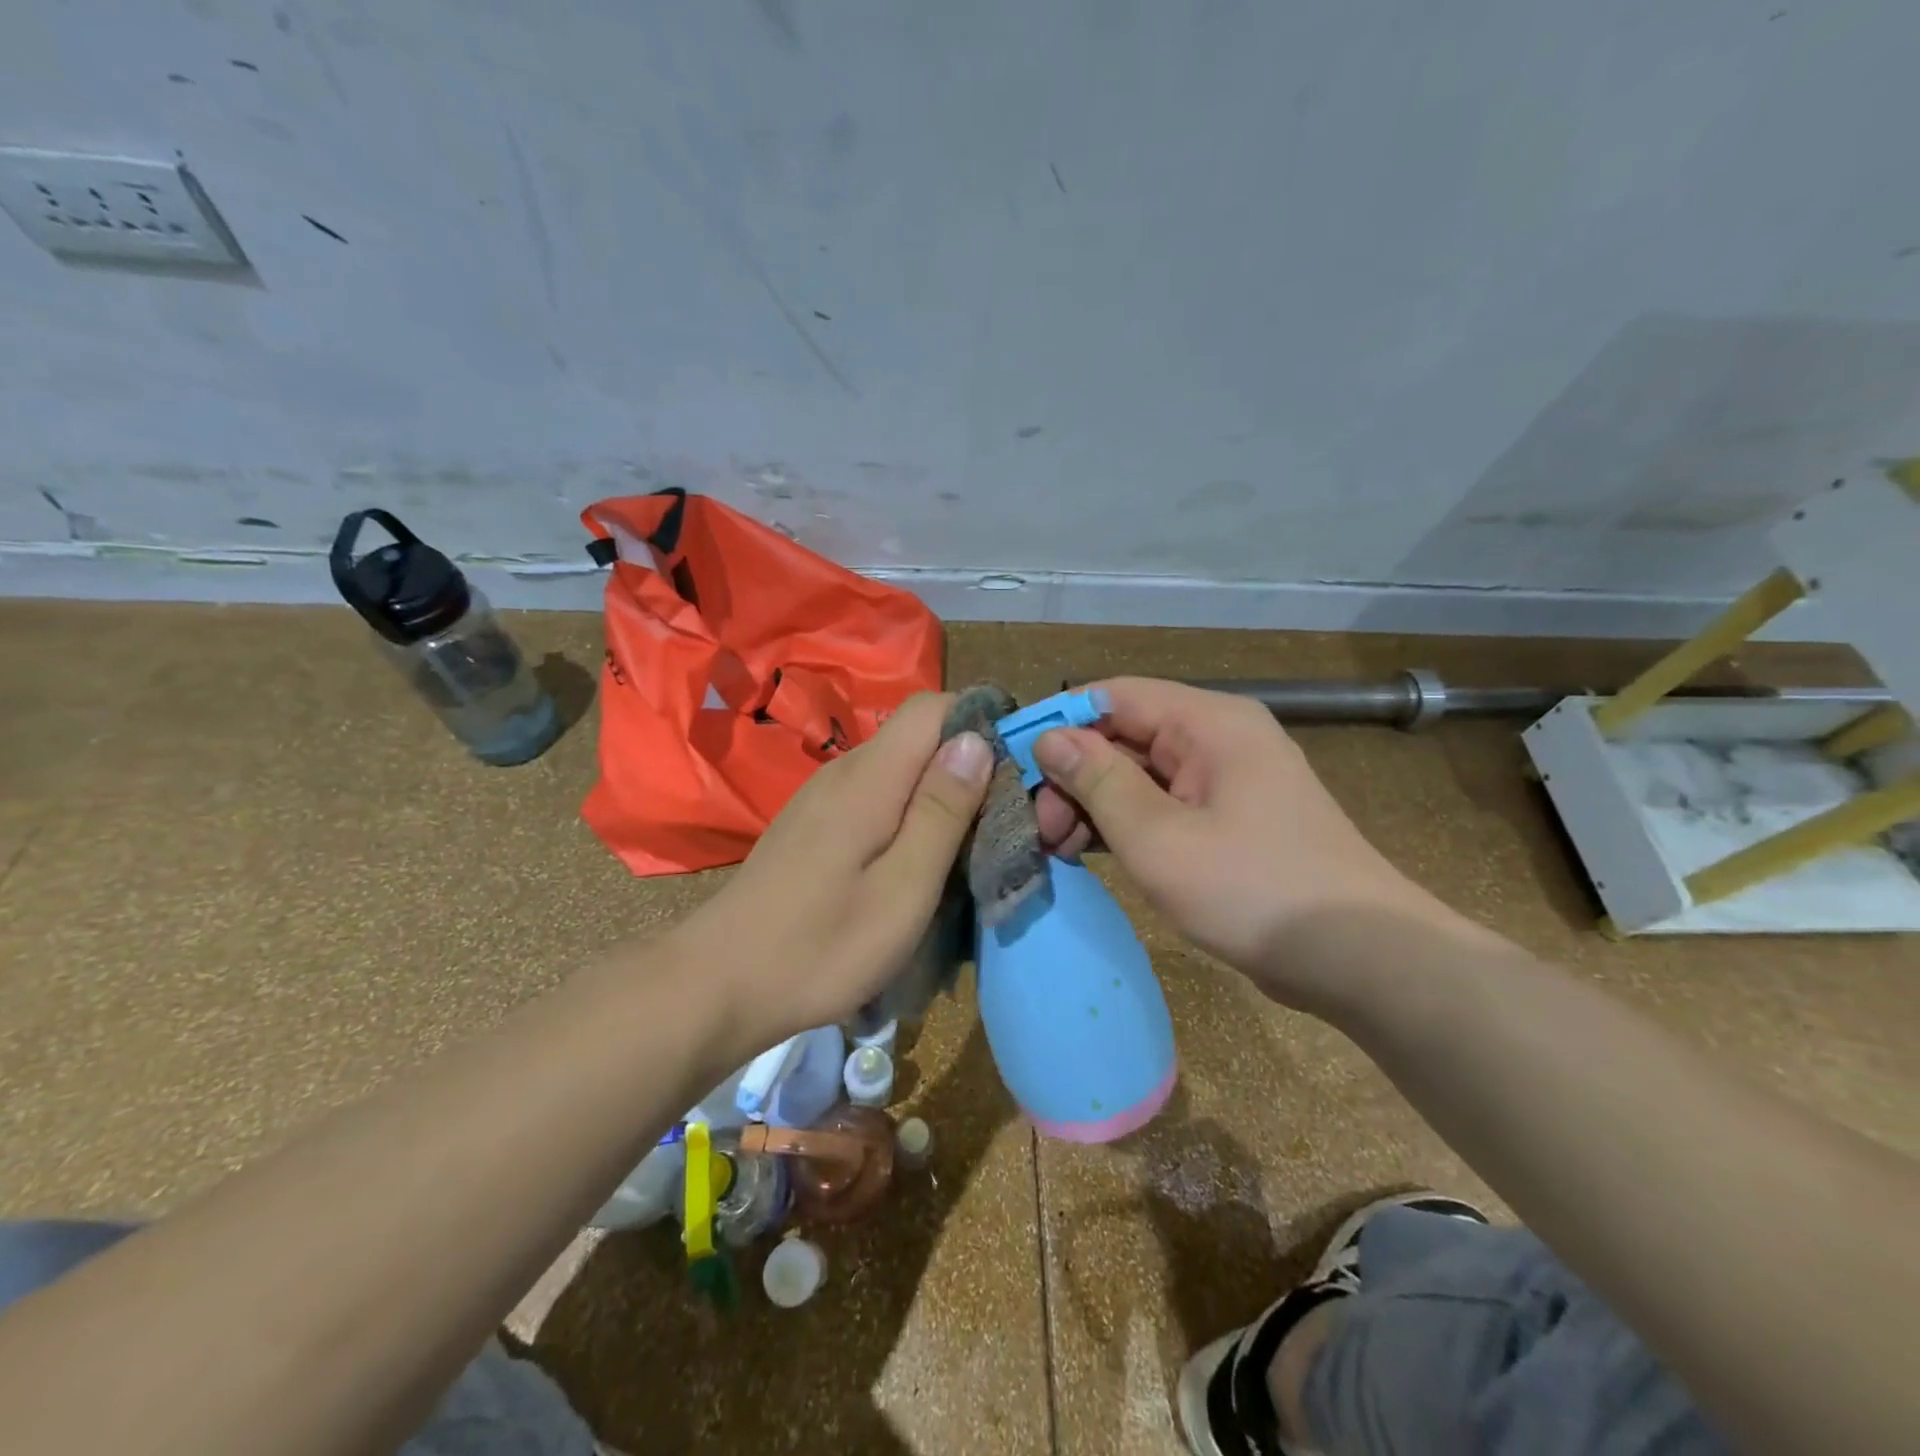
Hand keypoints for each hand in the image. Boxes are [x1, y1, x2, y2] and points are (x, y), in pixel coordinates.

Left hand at [672, 692, 991, 1053]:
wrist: (719, 984)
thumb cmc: (821, 946)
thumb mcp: (903, 889)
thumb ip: (942, 811)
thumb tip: (976, 740)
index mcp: (870, 777)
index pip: (932, 707)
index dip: (979, 723)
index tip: (1013, 770)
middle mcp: (844, 770)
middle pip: (918, 736)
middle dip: (966, 764)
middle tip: (997, 822)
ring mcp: (823, 796)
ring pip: (899, 768)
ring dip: (938, 794)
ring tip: (963, 848)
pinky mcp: (813, 822)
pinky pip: (875, 795)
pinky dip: (908, 814)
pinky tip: (912, 862)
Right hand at [1031, 677, 1447, 1006]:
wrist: (1361, 959)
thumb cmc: (1254, 890)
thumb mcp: (1159, 836)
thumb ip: (1099, 781)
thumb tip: (1049, 737)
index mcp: (1209, 722)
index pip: (1115, 695)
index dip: (1059, 722)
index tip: (1014, 762)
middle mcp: (1218, 739)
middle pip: (1125, 736)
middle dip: (1074, 776)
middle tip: (1037, 827)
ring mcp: (1225, 781)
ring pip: (1139, 775)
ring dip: (1094, 805)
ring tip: (1058, 847)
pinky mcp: (1228, 820)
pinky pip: (1163, 806)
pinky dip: (1125, 825)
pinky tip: (1091, 854)